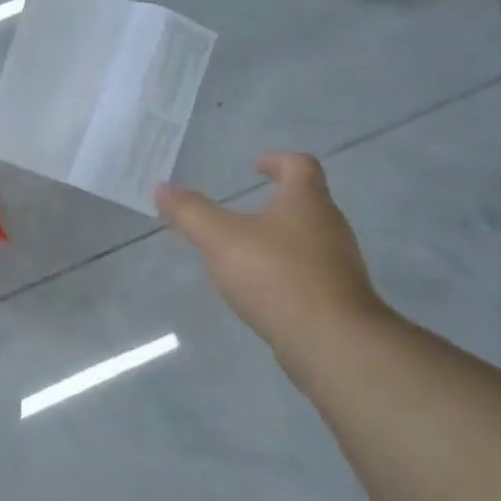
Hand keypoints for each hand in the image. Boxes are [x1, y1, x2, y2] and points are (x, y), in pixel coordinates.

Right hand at [157, 153, 390, 377]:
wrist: (332, 341)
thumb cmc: (276, 276)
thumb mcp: (221, 240)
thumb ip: (191, 213)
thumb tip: (161, 188)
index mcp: (306, 202)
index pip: (300, 165)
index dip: (277, 160)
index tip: (256, 167)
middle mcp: (329, 226)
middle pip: (306, 202)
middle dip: (274, 203)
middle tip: (240, 212)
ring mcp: (338, 264)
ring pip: (308, 240)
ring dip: (278, 239)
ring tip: (244, 252)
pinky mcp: (338, 298)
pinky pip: (309, 273)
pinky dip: (285, 272)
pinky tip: (261, 289)